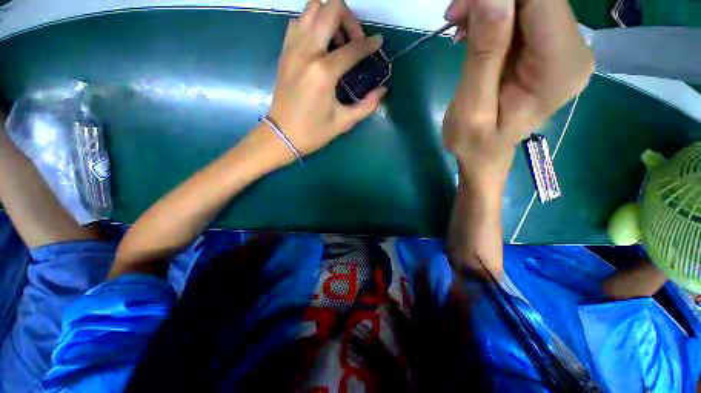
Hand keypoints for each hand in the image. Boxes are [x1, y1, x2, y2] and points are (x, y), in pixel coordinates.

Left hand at [266, 0, 386, 157]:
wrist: (281, 135)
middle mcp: (307, 52)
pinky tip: (320, 45)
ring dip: (330, 17)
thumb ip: (366, 105)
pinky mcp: (285, 51)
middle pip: (331, 8)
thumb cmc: (313, 132)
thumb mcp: (343, 122)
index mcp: (323, 72)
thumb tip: (382, 90)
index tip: (378, 44)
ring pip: (312, 8)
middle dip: (349, 19)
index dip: (370, 44)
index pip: (353, 48)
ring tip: (337, 41)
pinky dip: (313, 24)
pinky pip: (299, 22)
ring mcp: (293, 48)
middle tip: (355, 41)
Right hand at [442, 0, 593, 180]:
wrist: (485, 155)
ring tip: (459, 27)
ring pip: (530, 3)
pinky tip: (472, 33)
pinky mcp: (548, 49)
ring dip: (490, 7)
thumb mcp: (471, 107)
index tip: (463, 7)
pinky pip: (524, 16)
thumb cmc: (475, 144)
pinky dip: (495, 17)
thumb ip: (485, 54)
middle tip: (454, 17)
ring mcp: (563, 49)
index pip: (543, 2)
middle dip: (492, 0)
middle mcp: (573, 52)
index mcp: (560, 70)